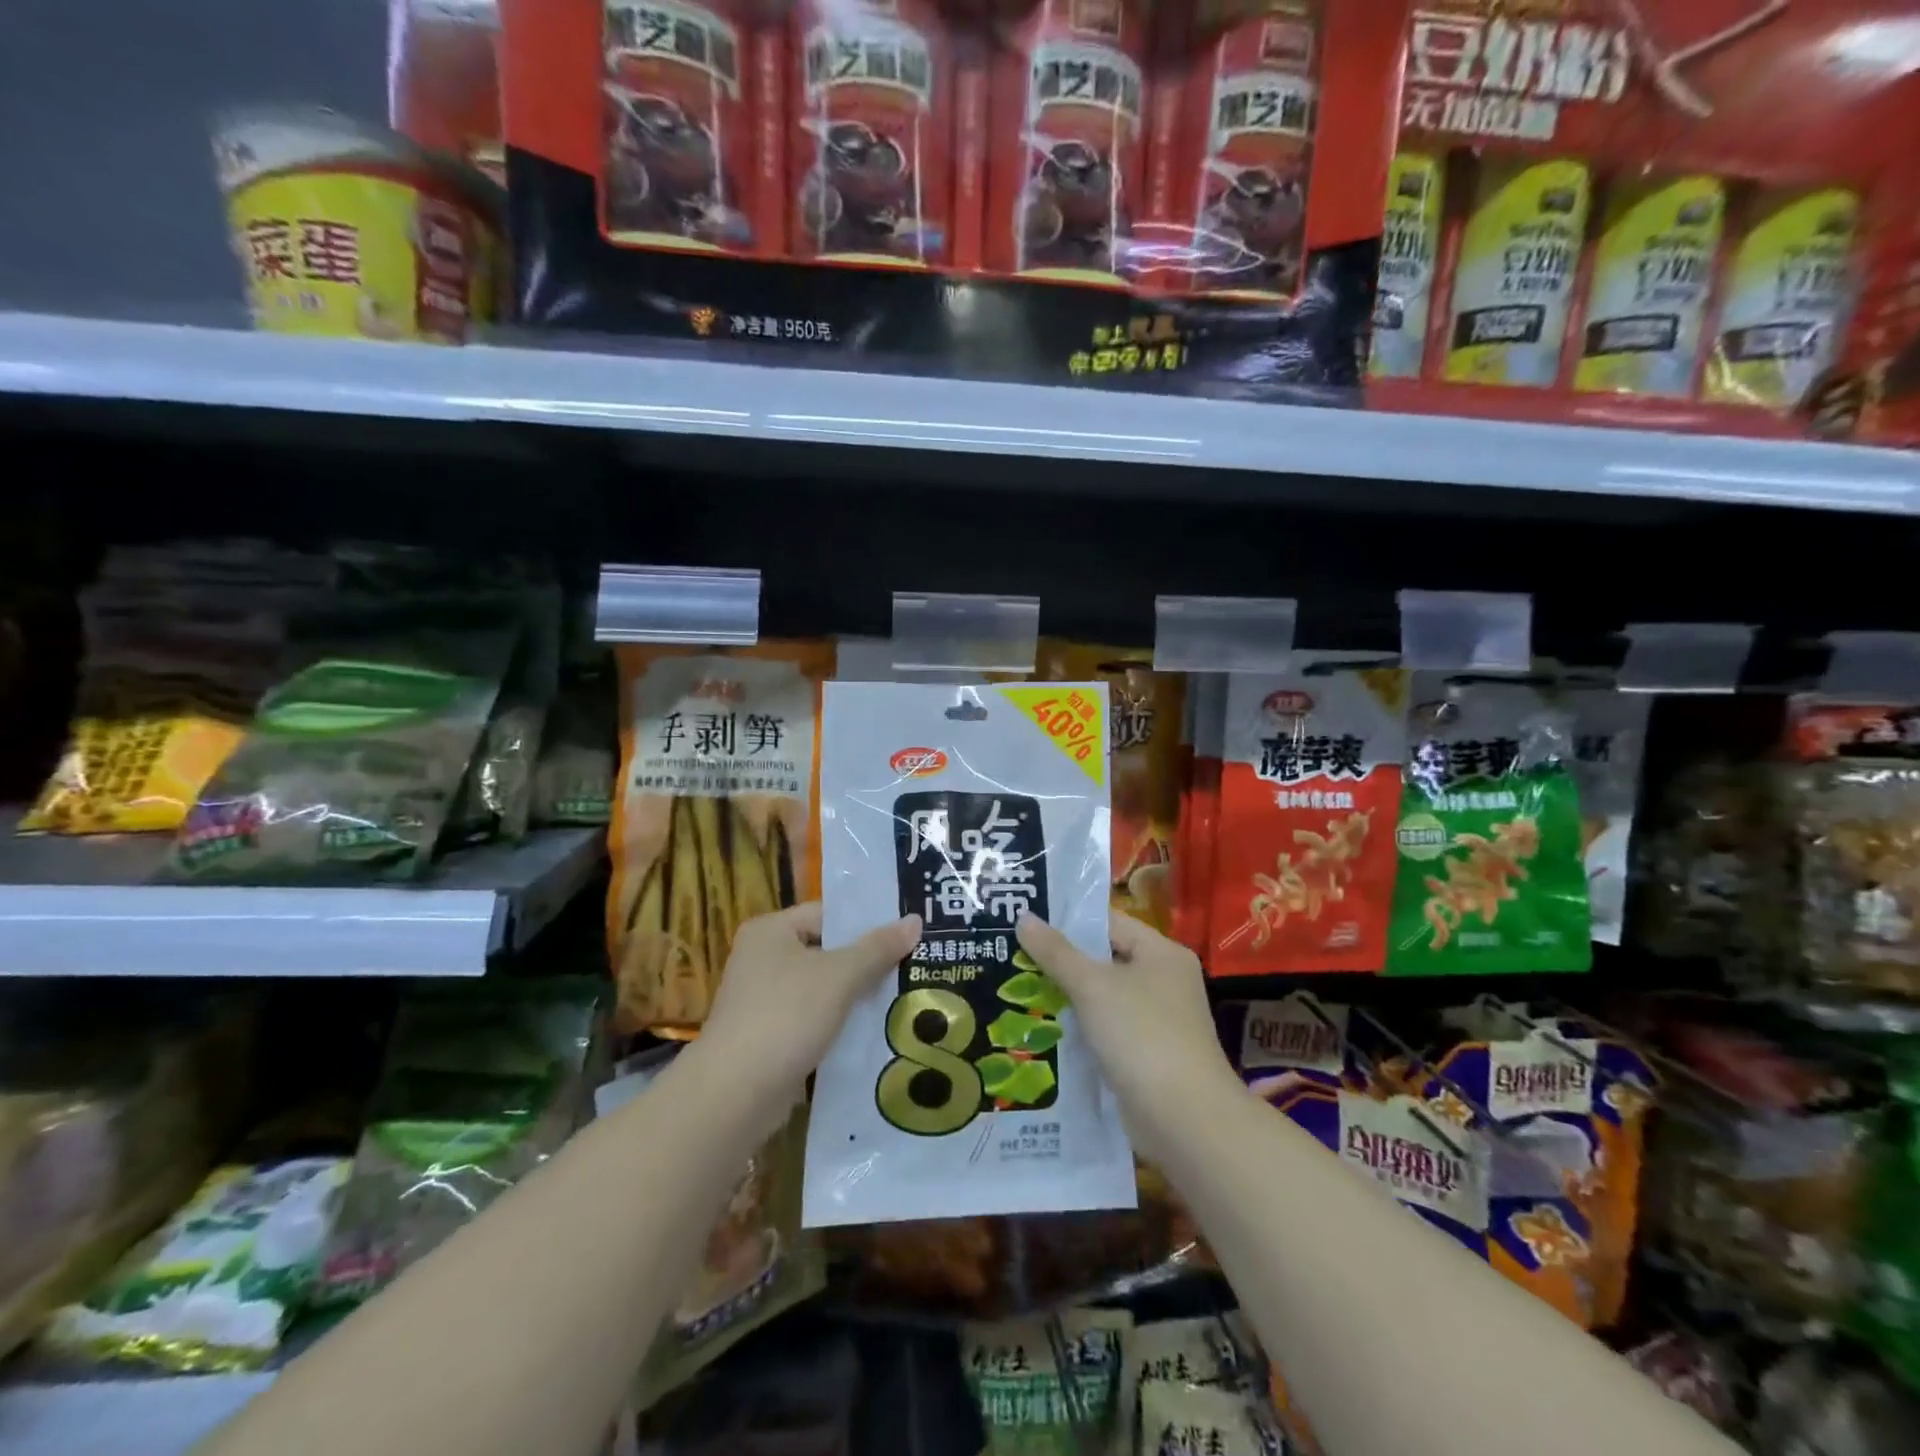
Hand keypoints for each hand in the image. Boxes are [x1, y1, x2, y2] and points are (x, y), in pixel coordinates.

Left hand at [695, 902, 920, 1102]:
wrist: (734, 1095)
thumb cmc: (786, 1017)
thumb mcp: (839, 976)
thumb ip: (878, 948)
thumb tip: (915, 920)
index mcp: (771, 930)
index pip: (828, 914)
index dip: (867, 923)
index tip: (907, 934)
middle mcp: (762, 958)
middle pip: (827, 951)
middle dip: (867, 962)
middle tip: (913, 965)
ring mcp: (763, 999)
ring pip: (822, 988)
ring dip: (856, 996)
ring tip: (903, 997)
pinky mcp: (769, 1036)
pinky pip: (814, 1019)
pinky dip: (839, 1023)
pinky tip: (875, 1031)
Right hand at [1014, 910, 1243, 1162]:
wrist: (1183, 1121)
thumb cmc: (1142, 1035)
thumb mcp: (1093, 986)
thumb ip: (1056, 952)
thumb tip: (1024, 918)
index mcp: (1162, 953)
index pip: (1109, 923)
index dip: (1068, 920)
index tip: (1026, 919)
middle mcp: (1164, 981)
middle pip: (1104, 960)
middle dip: (1061, 961)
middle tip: (1012, 953)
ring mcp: (1157, 1021)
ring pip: (1102, 998)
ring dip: (1066, 997)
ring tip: (1015, 988)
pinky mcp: (1145, 1056)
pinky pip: (1105, 1030)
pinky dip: (1079, 1029)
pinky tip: (1040, 1028)